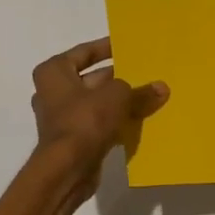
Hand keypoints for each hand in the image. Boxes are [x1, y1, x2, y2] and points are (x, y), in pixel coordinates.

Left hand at [31, 38, 168, 194]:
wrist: (67, 168)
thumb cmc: (85, 120)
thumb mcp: (118, 97)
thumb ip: (140, 91)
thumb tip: (161, 88)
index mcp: (54, 72)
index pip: (84, 52)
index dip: (107, 47)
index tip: (127, 45)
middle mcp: (53, 91)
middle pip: (92, 79)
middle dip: (118, 78)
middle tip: (146, 73)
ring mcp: (61, 117)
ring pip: (96, 103)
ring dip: (119, 102)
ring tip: (149, 96)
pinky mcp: (72, 139)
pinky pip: (97, 123)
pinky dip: (115, 121)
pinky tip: (139, 121)